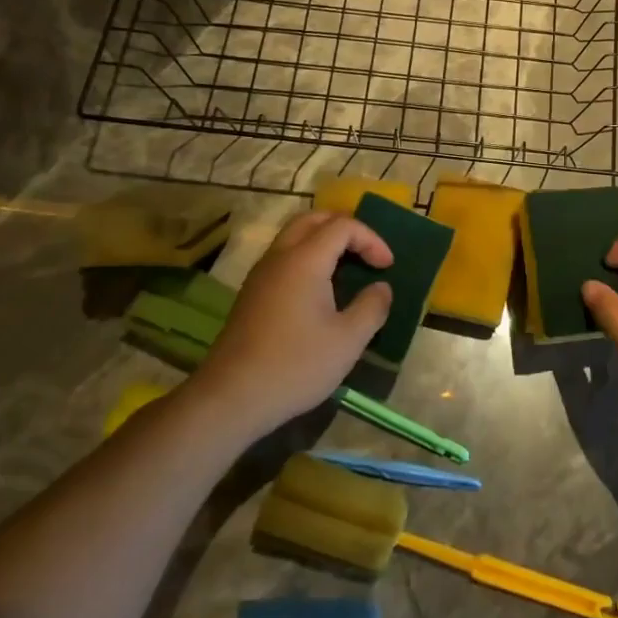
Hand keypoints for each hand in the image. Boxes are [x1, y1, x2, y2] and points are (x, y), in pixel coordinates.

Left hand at [185, 211, 393, 436]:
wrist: (231, 398)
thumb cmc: (295, 365)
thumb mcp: (348, 340)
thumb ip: (372, 307)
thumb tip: (381, 288)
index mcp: (305, 260)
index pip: (343, 226)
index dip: (371, 239)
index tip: (387, 267)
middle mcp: (280, 256)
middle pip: (313, 219)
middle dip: (345, 227)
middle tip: (367, 251)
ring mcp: (261, 274)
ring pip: (294, 235)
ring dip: (324, 239)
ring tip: (347, 266)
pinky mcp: (252, 293)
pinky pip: (284, 256)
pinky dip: (307, 256)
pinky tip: (320, 289)